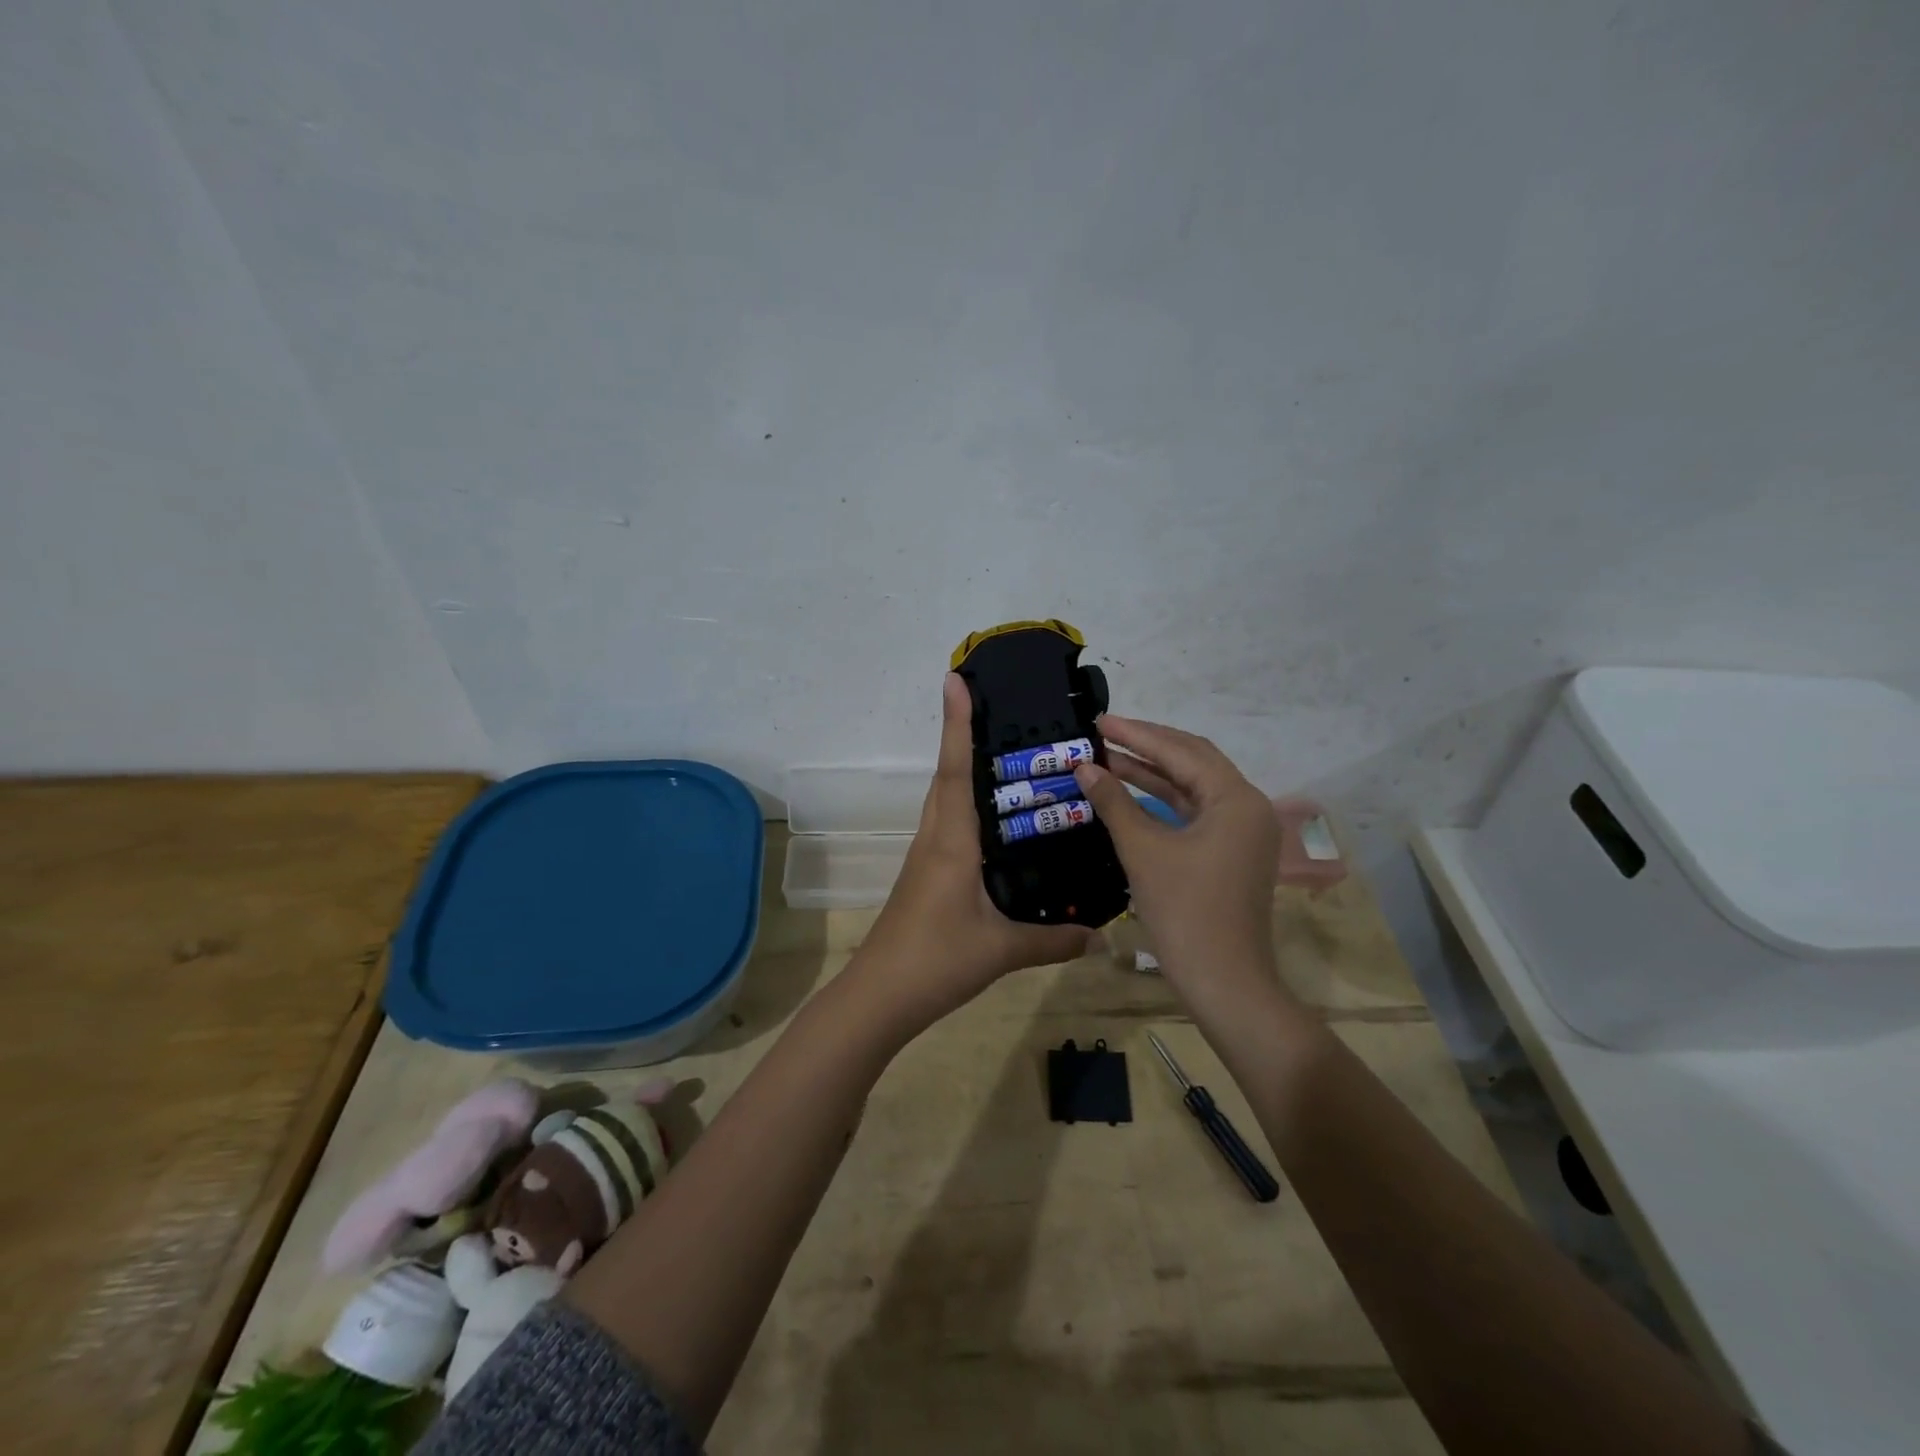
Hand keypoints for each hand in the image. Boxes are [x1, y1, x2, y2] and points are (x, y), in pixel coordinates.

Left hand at [856, 675, 1089, 1032]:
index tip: (954, 680)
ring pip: (946, 799)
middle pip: (947, 775)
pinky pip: (948, 824)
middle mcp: (936, 837)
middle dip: (963, 735)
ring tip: (1003, 752)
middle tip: (995, 706)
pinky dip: (966, 805)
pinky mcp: (926, 873)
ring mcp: (927, 856)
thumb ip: (1053, 939)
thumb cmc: (937, 960)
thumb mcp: (1002, 949)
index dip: (956, 723)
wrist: (880, 996)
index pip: (955, 769)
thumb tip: (1100, 936)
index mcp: (952, 841)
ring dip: (963, 768)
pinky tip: (995, 820)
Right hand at [1071, 716, 1281, 996]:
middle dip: (1147, 746)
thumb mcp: (1143, 851)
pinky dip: (1162, 800)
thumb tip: (1085, 768)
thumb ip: (1114, 803)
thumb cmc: (1185, 912)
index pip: (1181, 751)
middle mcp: (1247, 806)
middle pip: (1193, 761)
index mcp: (1236, 799)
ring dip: (1152, 773)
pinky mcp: (1230, 851)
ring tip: (1108, 759)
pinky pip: (1194, 812)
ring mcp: (1241, 831)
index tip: (1099, 722)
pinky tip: (1130, 792)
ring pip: (1193, 787)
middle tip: (1103, 734)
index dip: (1137, 734)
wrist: (1223, 982)